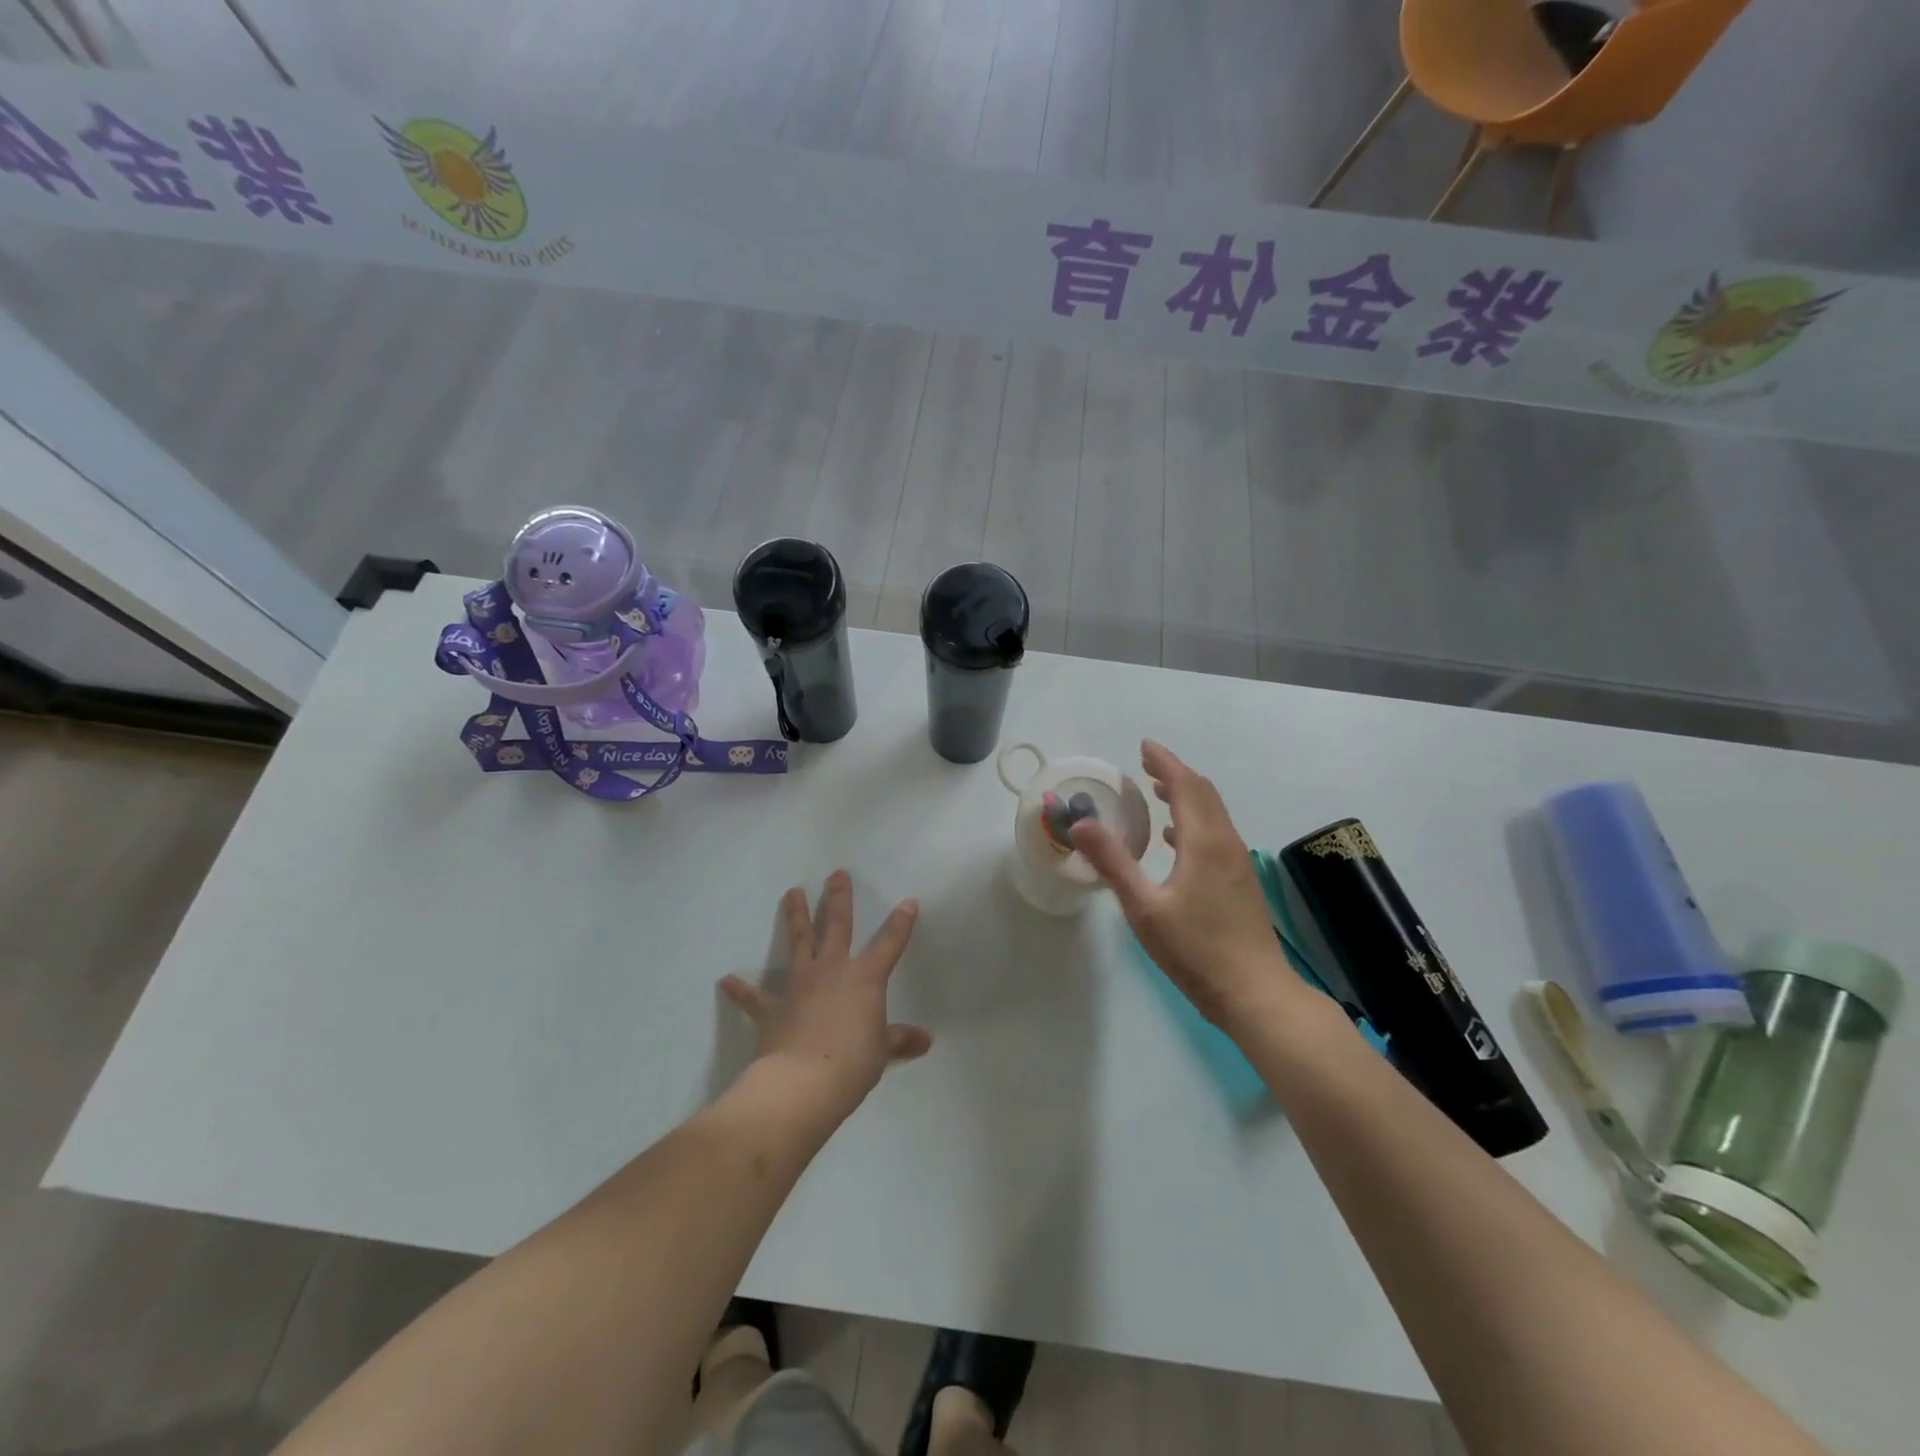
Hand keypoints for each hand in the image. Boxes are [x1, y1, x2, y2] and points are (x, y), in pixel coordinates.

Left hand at [719, 870, 931, 1111]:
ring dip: (796, 916)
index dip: (901, 923)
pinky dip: (741, 990)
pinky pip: (755, 997)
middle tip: (836, 874)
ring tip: (792, 891)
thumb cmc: (853, 1063)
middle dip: (839, 898)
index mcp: (865, 978)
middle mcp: (832, 970)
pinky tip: (726, 980)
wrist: (803, 1082)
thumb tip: (925, 1040)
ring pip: (799, 942)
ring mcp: (800, 985)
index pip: (890, 943)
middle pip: (837, 925)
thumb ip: (899, 1040)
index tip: (908, 902)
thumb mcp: (881, 1051)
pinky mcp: (773, 1008)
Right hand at [1071, 741, 1303, 1033]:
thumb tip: (1081, 823)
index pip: (1185, 786)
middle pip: (1204, 794)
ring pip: (1214, 814)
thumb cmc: (1196, 950)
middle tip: (1147, 764)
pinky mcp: (1240, 882)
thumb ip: (1113, 862)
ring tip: (1159, 791)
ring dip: (1187, 796)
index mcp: (1204, 842)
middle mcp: (1225, 844)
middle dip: (1175, 774)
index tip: (1144, 746)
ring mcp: (1237, 864)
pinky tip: (1175, 840)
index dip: (1165, 762)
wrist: (1256, 994)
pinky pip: (1217, 834)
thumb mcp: (1144, 908)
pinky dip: (1195, 821)